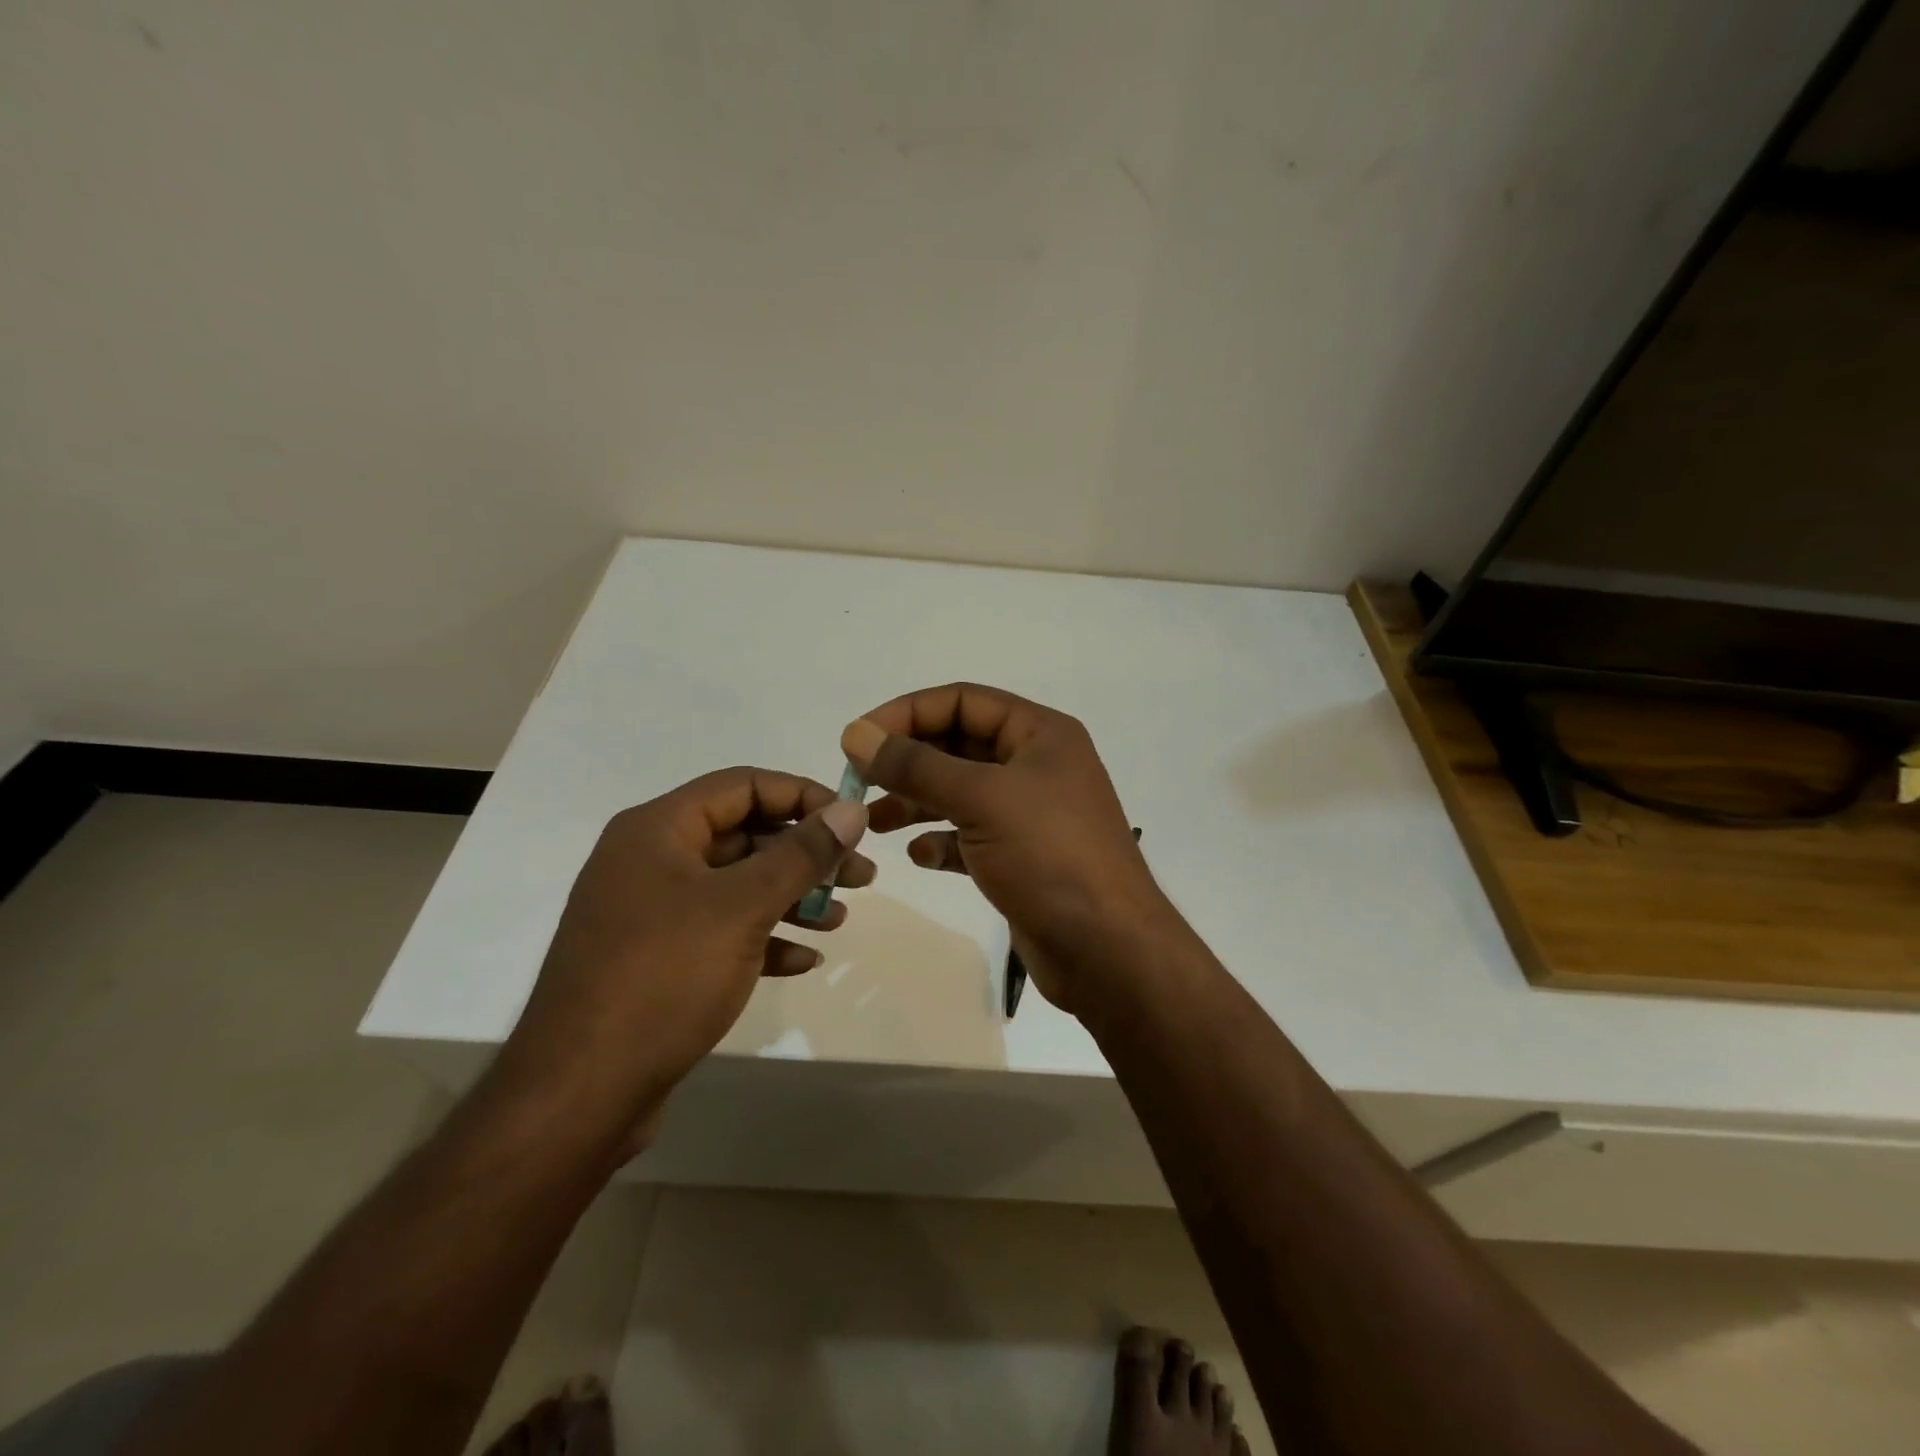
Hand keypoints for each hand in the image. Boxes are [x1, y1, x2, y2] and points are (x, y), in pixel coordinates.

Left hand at [496, 768, 871, 1146]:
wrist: (581, 1093)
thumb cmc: (664, 977)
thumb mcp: (743, 907)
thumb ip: (802, 854)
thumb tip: (852, 809)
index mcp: (658, 830)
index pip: (744, 784)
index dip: (803, 795)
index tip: (851, 822)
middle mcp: (651, 861)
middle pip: (744, 835)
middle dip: (806, 855)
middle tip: (861, 876)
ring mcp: (652, 913)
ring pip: (737, 886)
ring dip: (792, 898)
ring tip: (839, 919)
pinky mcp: (657, 960)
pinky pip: (721, 932)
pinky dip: (764, 938)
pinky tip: (804, 960)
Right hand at [840, 683, 1168, 1015]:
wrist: (1109, 951)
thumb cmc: (1050, 856)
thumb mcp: (981, 799)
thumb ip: (915, 765)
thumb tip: (857, 733)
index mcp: (1040, 734)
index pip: (962, 701)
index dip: (906, 713)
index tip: (858, 739)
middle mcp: (1037, 766)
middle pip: (959, 745)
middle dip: (908, 761)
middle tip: (858, 783)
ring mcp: (1031, 814)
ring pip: (960, 793)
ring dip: (916, 802)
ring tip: (873, 823)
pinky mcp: (1022, 858)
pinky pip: (971, 836)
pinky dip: (942, 841)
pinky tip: (921, 856)